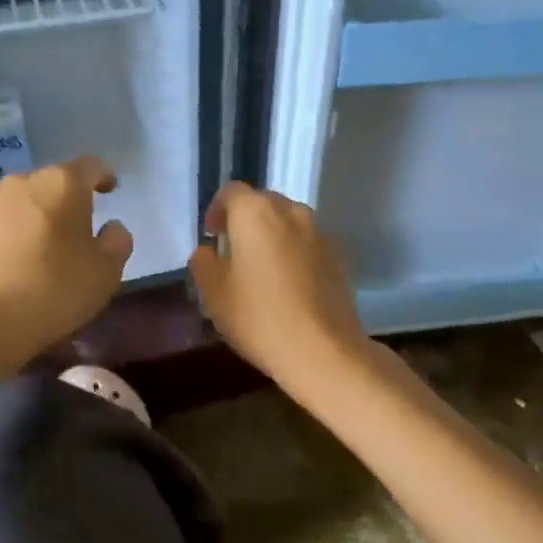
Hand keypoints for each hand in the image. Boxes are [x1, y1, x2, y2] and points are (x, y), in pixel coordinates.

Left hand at [0, 156, 132, 360]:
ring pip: (28, 205)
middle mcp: (24, 185)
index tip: (112, 190)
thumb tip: (110, 228)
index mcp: (62, 184)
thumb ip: (117, 242)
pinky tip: (27, 265)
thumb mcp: (107, 271)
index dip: (104, 176)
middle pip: (55, 183)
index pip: (90, 166)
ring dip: (43, 219)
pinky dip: (21, 238)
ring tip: (53, 250)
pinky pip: (7, 227)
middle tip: (84, 227)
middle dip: (71, 200)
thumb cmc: (56, 288)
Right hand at [188, 181, 369, 387]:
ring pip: (288, 222)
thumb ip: (204, 263)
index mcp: (256, 213)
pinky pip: (307, 244)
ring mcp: (319, 234)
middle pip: (263, 203)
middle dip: (246, 221)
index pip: (231, 192)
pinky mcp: (338, 257)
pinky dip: (293, 253)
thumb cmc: (259, 317)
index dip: (217, 210)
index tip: (212, 236)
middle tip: (233, 251)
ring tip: (261, 268)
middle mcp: (291, 212)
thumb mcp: (214, 293)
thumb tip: (208, 251)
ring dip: (272, 236)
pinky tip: (287, 285)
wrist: (322, 349)